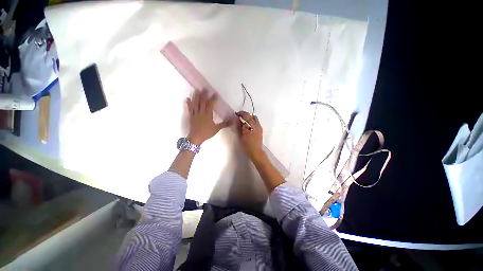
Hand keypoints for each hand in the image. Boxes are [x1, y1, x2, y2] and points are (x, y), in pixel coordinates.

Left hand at [186, 90, 228, 144]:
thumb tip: (232, 120)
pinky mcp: (191, 116)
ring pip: (195, 103)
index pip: (211, 104)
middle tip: (205, 88)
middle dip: (204, 94)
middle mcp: (201, 112)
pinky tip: (187, 98)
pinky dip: (188, 103)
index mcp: (208, 114)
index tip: (215, 93)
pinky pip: (189, 108)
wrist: (196, 137)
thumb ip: (224, 123)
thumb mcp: (217, 128)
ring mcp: (195, 113)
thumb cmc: (207, 132)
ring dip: (196, 96)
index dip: (213, 98)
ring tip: (197, 90)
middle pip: (202, 101)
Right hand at [237, 111, 263, 159]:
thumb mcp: (243, 136)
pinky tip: (246, 127)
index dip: (242, 114)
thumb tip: (239, 120)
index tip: (237, 114)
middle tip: (240, 117)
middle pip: (253, 117)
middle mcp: (258, 126)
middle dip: (246, 115)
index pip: (248, 116)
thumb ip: (242, 127)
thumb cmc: (248, 145)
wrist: (256, 153)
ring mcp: (260, 129)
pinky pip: (255, 124)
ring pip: (254, 120)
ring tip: (243, 122)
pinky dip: (250, 123)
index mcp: (255, 126)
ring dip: (249, 119)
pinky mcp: (259, 132)